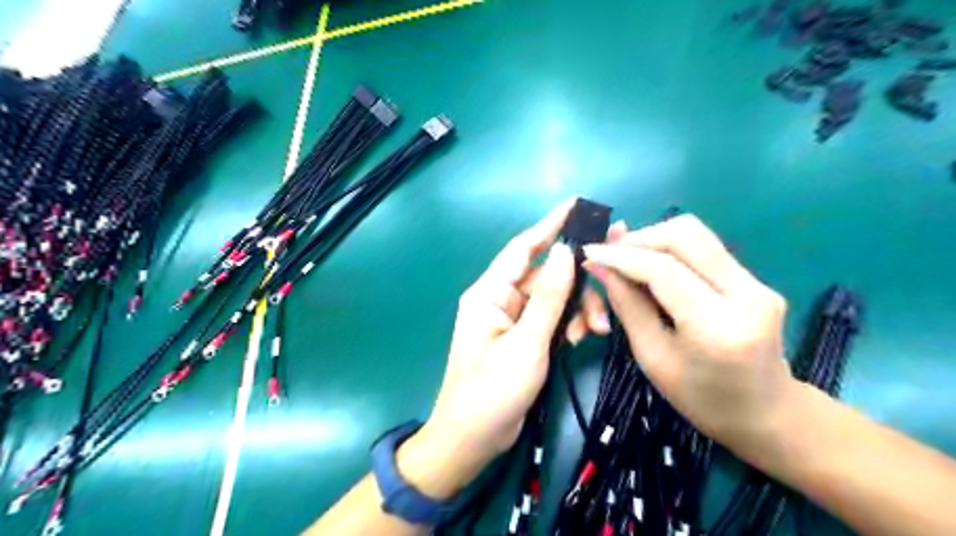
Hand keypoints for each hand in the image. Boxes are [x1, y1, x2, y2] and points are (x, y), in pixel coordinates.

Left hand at [400, 199, 608, 500]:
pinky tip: (584, 338)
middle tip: (615, 267)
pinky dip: (570, 324)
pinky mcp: (525, 338)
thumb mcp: (526, 344)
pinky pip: (552, 319)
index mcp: (490, 293)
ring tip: (596, 330)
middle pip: (546, 274)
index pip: (523, 248)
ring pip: (554, 298)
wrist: (473, 439)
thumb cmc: (492, 391)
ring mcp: (514, 320)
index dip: (550, 224)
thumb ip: (547, 298)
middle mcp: (501, 299)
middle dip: (578, 278)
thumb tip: (565, 251)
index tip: (577, 205)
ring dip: (578, 308)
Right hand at [587, 215, 795, 457]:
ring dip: (654, 240)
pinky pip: (704, 249)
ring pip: (696, 234)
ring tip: (626, 259)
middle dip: (640, 238)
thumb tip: (600, 265)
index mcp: (717, 327)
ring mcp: (758, 283)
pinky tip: (651, 267)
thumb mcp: (652, 356)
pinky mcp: (757, 279)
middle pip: (685, 235)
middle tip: (610, 253)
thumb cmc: (699, 398)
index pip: (663, 270)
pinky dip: (670, 250)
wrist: (765, 413)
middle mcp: (747, 295)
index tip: (589, 252)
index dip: (621, 256)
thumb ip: (626, 304)